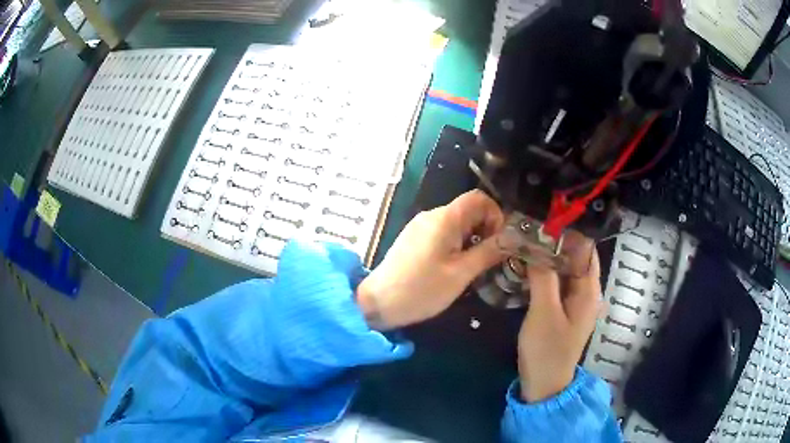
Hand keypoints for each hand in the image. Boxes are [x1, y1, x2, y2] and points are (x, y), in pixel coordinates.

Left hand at [357, 190, 506, 329]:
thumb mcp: (461, 273)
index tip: (499, 241)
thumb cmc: (421, 290)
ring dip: (472, 239)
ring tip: (474, 266)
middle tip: (490, 258)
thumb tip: (513, 237)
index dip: (496, 214)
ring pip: (456, 223)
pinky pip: (443, 233)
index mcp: (444, 218)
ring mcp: (420, 226)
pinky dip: (456, 244)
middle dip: (486, 229)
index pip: (478, 198)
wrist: (378, 303)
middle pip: (468, 210)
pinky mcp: (414, 239)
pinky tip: (455, 267)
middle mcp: (432, 215)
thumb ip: (489, 252)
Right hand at [517, 235, 601, 401]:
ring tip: (526, 241)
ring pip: (564, 270)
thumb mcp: (543, 311)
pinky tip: (528, 266)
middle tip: (530, 227)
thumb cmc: (547, 349)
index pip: (585, 250)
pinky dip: (545, 272)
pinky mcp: (563, 310)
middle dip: (555, 242)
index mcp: (589, 290)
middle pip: (575, 258)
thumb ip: (543, 276)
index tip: (545, 218)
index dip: (569, 232)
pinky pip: (557, 283)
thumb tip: (537, 243)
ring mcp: (575, 302)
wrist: (544, 384)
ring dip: (548, 257)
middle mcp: (587, 292)